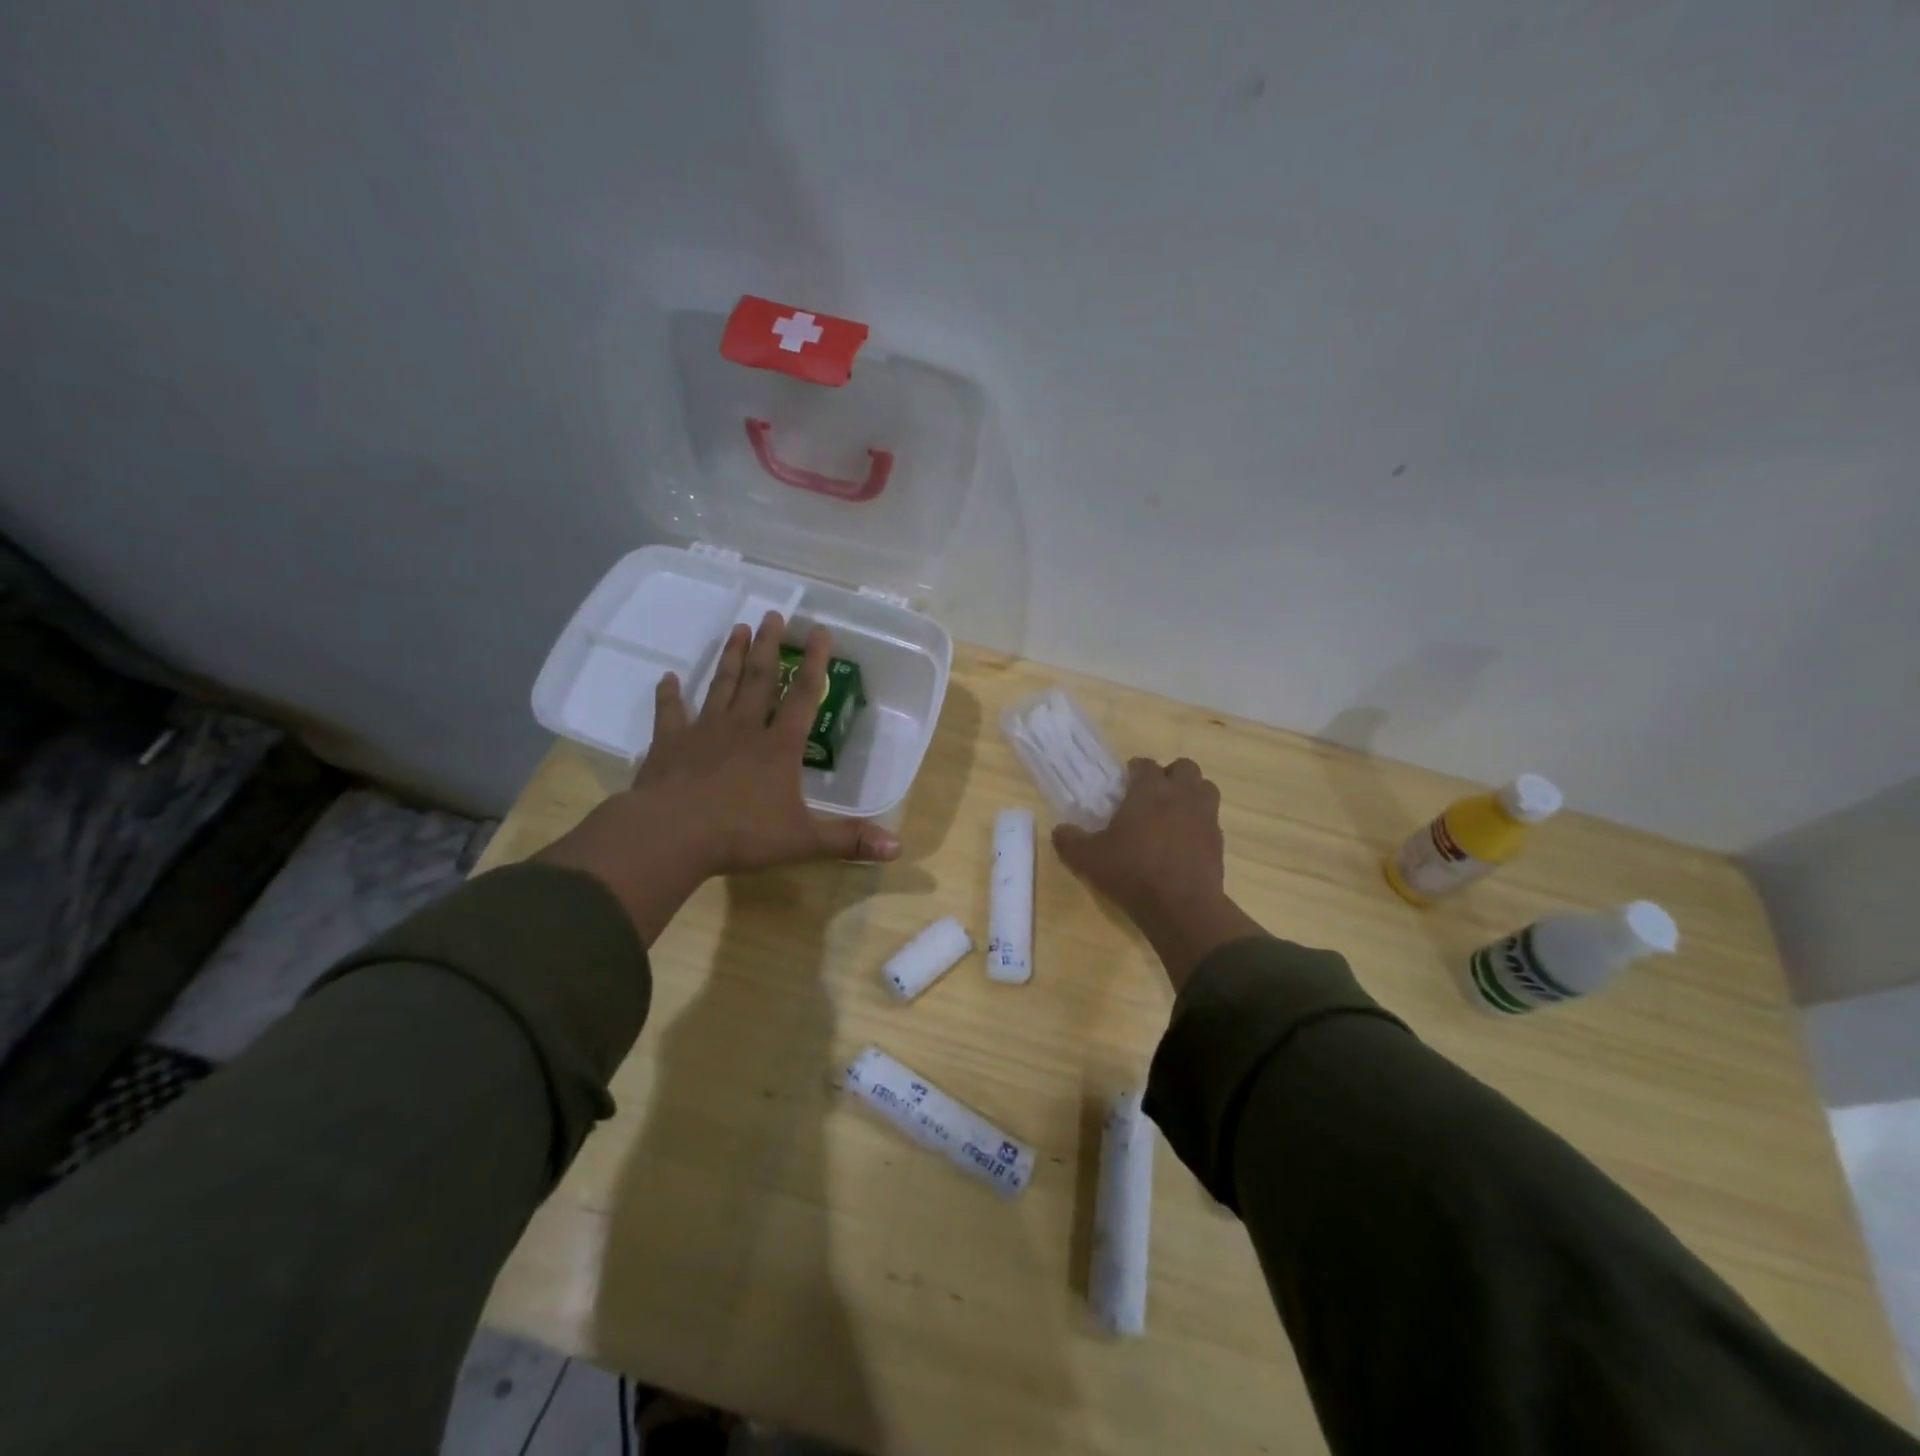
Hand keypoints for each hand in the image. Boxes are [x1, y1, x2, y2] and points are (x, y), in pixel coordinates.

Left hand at [540, 613, 898, 942]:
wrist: (672, 835)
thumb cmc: (741, 835)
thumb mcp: (803, 841)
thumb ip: (849, 840)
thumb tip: (898, 847)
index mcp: (778, 747)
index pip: (804, 697)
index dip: (816, 664)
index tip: (821, 631)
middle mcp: (743, 729)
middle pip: (760, 680)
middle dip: (770, 646)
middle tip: (775, 614)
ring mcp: (704, 732)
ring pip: (721, 686)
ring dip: (731, 657)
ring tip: (739, 628)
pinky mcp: (669, 743)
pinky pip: (670, 712)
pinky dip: (668, 694)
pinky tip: (667, 677)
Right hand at [1053, 757, 1262, 990]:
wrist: (1181, 906)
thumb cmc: (1132, 871)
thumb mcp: (1090, 858)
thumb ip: (1071, 841)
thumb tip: (1059, 830)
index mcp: (1150, 790)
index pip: (1145, 764)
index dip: (1134, 771)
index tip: (1124, 784)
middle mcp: (1181, 794)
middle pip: (1184, 767)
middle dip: (1170, 775)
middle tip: (1153, 794)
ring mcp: (1205, 816)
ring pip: (1205, 788)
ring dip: (1191, 793)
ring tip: (1173, 812)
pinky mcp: (1218, 840)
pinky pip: (1211, 820)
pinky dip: (1199, 823)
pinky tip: (1184, 842)